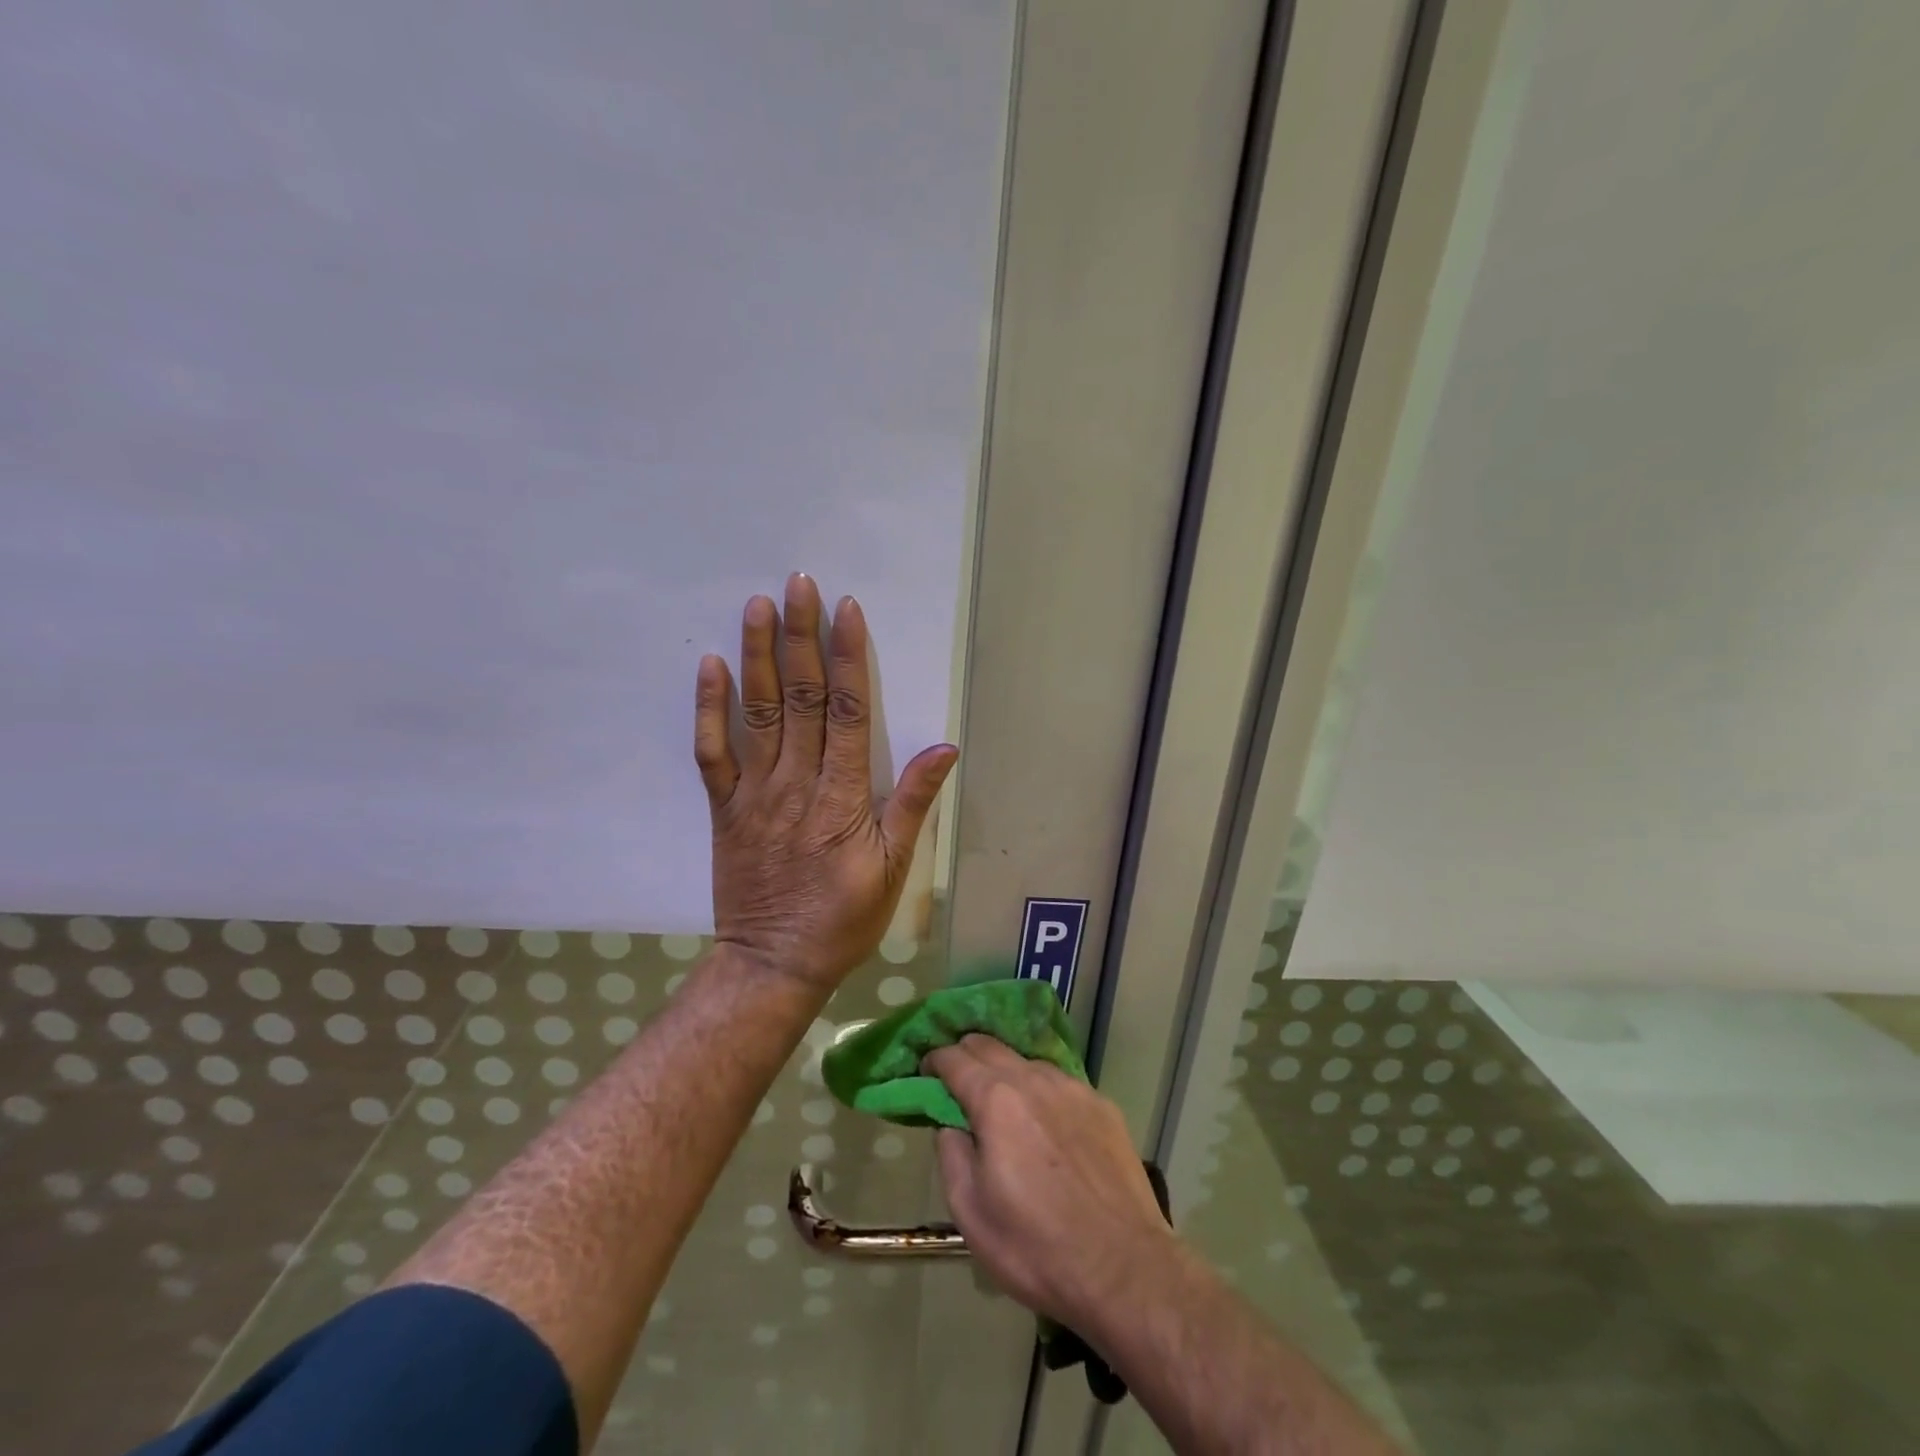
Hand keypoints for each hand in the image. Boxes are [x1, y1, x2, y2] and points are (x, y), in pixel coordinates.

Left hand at [694, 574, 957, 992]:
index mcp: (841, 797)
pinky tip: (711, 667)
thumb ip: (913, 804)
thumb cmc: (843, 918)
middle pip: (801, 699)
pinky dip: (710, 709)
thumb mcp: (894, 869)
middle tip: (798, 584)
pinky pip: (713, 753)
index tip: (846, 610)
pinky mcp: (724, 809)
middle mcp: (796, 784)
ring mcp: (754, 794)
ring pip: (758, 714)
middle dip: (801, 637)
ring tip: (757, 606)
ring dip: (758, 657)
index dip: (847, 657)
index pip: (846, 713)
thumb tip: (943, 746)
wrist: (774, 962)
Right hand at [927, 1035, 1179, 1333]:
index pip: (954, 1058)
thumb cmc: (1036, 1248)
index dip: (934, 1060)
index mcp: (996, 1100)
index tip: (925, 1072)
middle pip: (990, 1045)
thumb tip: (950, 1124)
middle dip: (966, 1054)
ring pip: (1027, 1061)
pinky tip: (1046, 1122)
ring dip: (1006, 1071)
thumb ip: (951, 1154)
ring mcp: (1073, 1088)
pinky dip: (1041, 1090)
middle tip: (956, 1080)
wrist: (1124, 1269)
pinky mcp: (1102, 1104)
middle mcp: (1034, 1079)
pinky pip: (1060, 1083)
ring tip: (1003, 1103)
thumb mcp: (970, 1213)